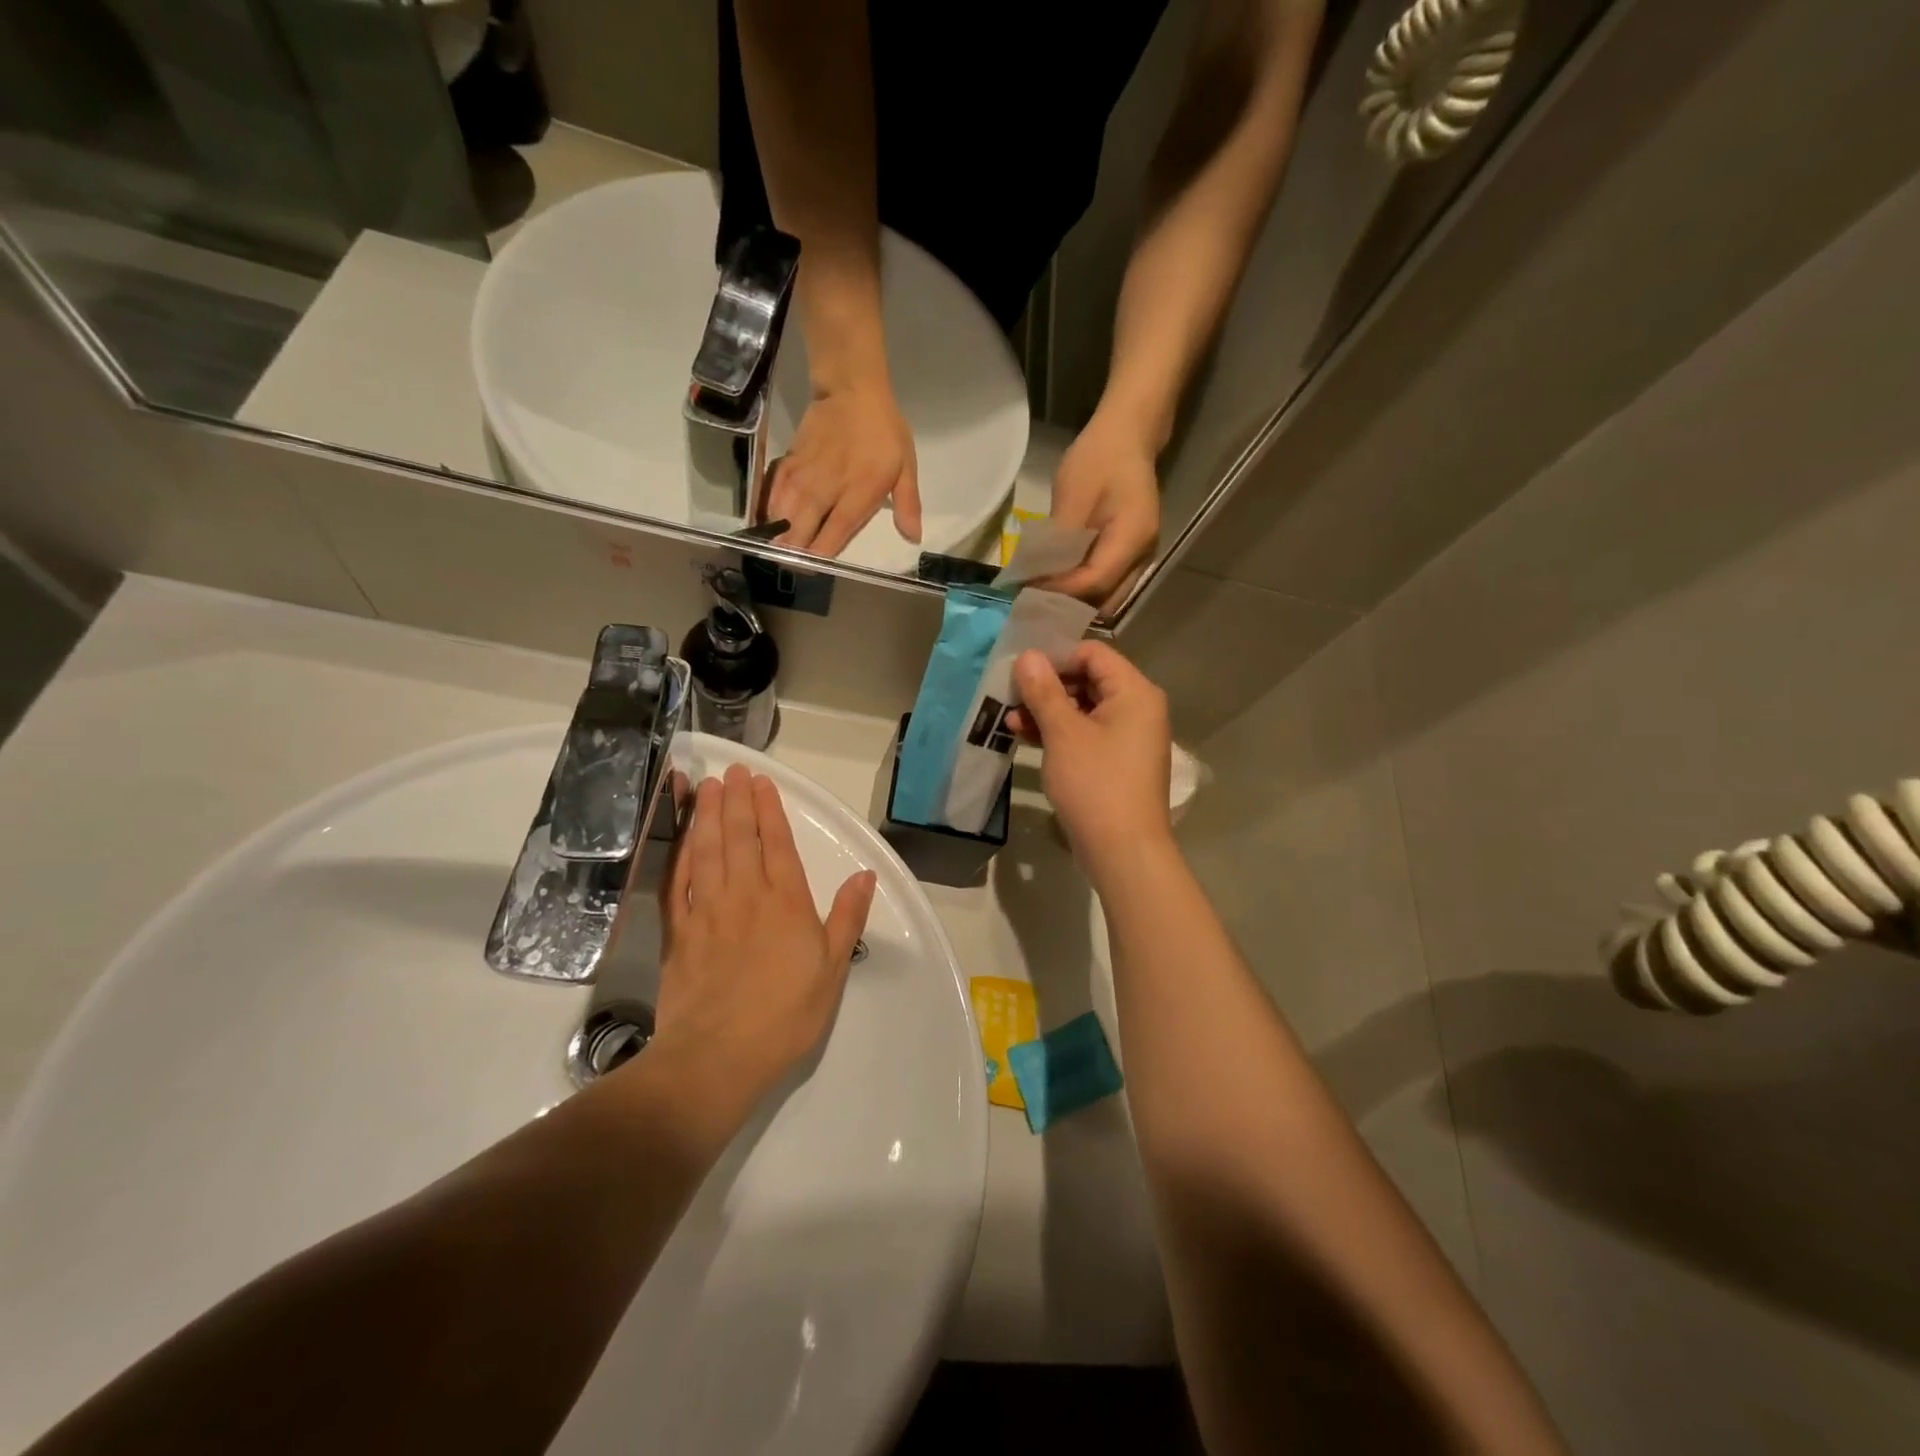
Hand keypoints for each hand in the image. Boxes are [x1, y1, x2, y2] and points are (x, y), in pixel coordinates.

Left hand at [654, 764, 876, 1103]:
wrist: (717, 1057)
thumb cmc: (785, 1016)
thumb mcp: (833, 970)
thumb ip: (847, 918)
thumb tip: (865, 876)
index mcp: (786, 902)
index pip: (777, 844)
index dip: (769, 810)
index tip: (762, 782)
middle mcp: (745, 895)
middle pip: (739, 837)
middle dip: (735, 800)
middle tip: (732, 771)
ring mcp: (706, 910)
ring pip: (706, 850)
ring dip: (706, 815)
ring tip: (705, 787)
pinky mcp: (678, 932)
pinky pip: (677, 881)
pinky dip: (679, 853)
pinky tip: (681, 837)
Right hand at [768, 381, 920, 556]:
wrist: (851, 389)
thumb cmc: (883, 431)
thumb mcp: (906, 466)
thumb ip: (907, 504)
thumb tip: (913, 537)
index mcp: (857, 495)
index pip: (833, 535)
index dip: (820, 556)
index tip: (813, 570)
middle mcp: (825, 490)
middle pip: (800, 531)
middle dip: (793, 553)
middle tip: (792, 567)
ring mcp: (803, 477)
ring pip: (782, 515)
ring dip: (777, 536)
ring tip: (776, 552)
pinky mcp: (789, 463)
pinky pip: (773, 494)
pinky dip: (769, 511)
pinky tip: (768, 523)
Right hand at [1009, 644, 1172, 866]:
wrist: (1123, 851)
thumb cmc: (1095, 784)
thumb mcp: (1063, 733)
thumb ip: (1043, 691)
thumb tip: (1027, 656)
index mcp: (1134, 692)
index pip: (1093, 653)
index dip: (1055, 657)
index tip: (1021, 672)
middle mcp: (1138, 709)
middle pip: (1088, 680)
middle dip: (1047, 687)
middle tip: (1010, 696)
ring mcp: (1128, 738)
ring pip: (1084, 710)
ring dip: (1047, 712)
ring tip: (1010, 721)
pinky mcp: (1117, 762)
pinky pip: (1086, 735)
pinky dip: (1059, 734)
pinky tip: (1025, 738)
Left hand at [1045, 414, 1161, 611]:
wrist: (1127, 436)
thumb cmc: (1099, 459)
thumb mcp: (1072, 496)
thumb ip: (1058, 542)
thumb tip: (1036, 578)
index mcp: (1132, 539)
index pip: (1095, 582)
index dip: (1061, 590)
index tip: (1029, 589)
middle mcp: (1143, 556)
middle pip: (1106, 600)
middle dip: (1070, 604)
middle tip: (1035, 598)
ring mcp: (1141, 558)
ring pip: (1108, 597)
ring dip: (1077, 600)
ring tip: (1044, 592)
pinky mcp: (1132, 555)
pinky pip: (1108, 584)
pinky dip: (1084, 588)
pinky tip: (1060, 580)